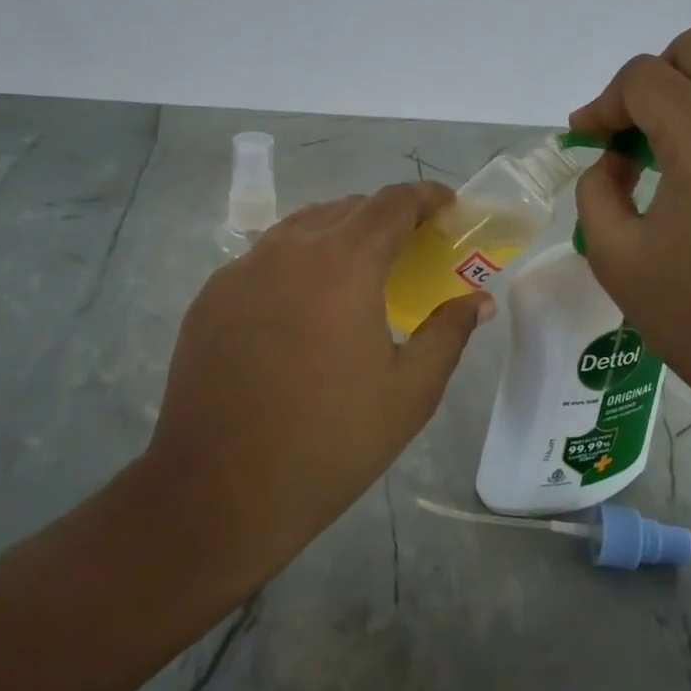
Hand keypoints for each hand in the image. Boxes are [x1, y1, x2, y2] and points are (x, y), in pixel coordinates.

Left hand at [127, 182, 492, 602]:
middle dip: (386, 218)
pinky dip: (298, 262)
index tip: (449, 208)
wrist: (218, 494)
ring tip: (360, 272)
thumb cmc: (329, 442)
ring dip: (340, 234)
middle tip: (411, 250)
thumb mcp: (410, 392)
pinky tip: (304, 308)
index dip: (426, 196)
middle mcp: (288, 250)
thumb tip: (479, 300)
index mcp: (343, 264)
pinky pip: (265, 258)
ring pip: (302, 227)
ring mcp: (241, 270)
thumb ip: (449, 333)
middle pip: (347, 208)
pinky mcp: (211, 297)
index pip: (392, 203)